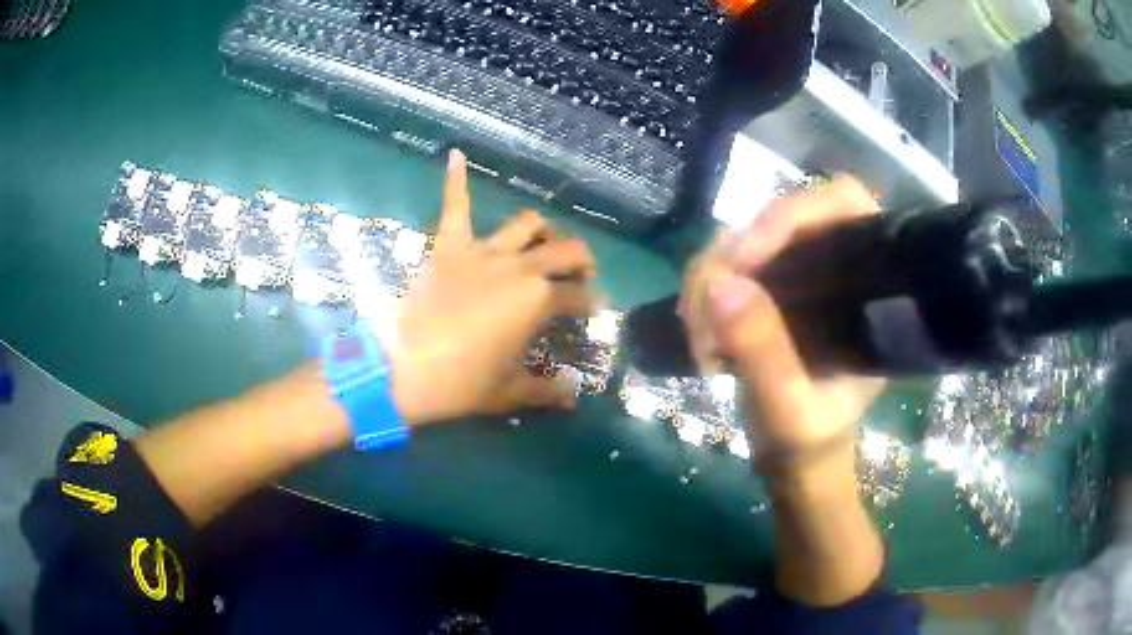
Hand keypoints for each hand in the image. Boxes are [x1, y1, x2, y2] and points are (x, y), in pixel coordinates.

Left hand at [385, 150, 596, 425]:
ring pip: (526, 223)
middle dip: (581, 260)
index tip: (590, 311)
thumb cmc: (459, 384)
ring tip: (543, 240)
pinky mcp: (448, 245)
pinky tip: (455, 154)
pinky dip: (456, 179)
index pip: (579, 296)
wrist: (401, 370)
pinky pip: (454, 205)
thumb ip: (545, 391)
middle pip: (567, 250)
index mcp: (538, 302)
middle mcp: (520, 267)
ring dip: (542, 229)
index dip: (590, 304)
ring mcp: (483, 251)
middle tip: (578, 273)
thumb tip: (575, 396)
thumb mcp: (507, 392)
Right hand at [680, 176, 885, 458]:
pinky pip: (721, 264)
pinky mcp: (764, 286)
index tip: (746, 258)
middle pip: (778, 217)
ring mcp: (796, 271)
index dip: (793, 214)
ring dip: (707, 280)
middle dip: (733, 259)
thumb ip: (764, 355)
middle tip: (703, 316)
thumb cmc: (811, 437)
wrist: (796, 455)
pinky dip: (700, 293)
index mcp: (869, 285)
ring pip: (741, 238)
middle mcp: (835, 264)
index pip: (842, 205)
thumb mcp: (791, 410)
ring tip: (700, 342)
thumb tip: (718, 284)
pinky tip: (699, 336)